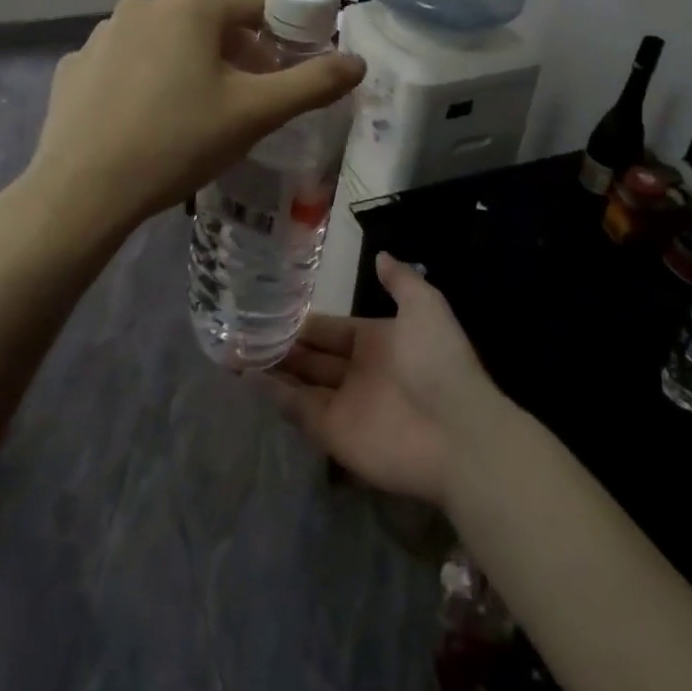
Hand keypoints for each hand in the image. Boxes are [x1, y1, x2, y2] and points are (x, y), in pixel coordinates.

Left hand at [27, 0, 364, 235]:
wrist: (82, 190)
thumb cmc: (178, 141)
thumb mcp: (256, 113)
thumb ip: (313, 83)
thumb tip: (358, 62)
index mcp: (192, 5)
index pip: (259, 4)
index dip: (285, 34)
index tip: (292, 70)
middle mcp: (144, 4)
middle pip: (212, 22)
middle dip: (238, 55)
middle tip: (247, 102)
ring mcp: (102, 33)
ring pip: (167, 42)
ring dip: (191, 66)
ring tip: (195, 117)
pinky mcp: (76, 65)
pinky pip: (127, 64)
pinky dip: (146, 82)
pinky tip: (145, 122)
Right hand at [269, 254, 502, 508]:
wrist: (456, 430)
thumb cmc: (437, 360)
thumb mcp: (425, 305)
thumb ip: (400, 280)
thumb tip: (380, 255)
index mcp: (378, 342)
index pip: (332, 329)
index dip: (306, 322)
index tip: (272, 308)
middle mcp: (358, 372)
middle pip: (312, 357)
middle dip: (282, 345)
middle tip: (244, 330)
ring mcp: (345, 405)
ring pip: (300, 383)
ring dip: (272, 369)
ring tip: (235, 350)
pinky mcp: (334, 435)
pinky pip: (299, 411)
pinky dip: (274, 396)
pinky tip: (248, 378)